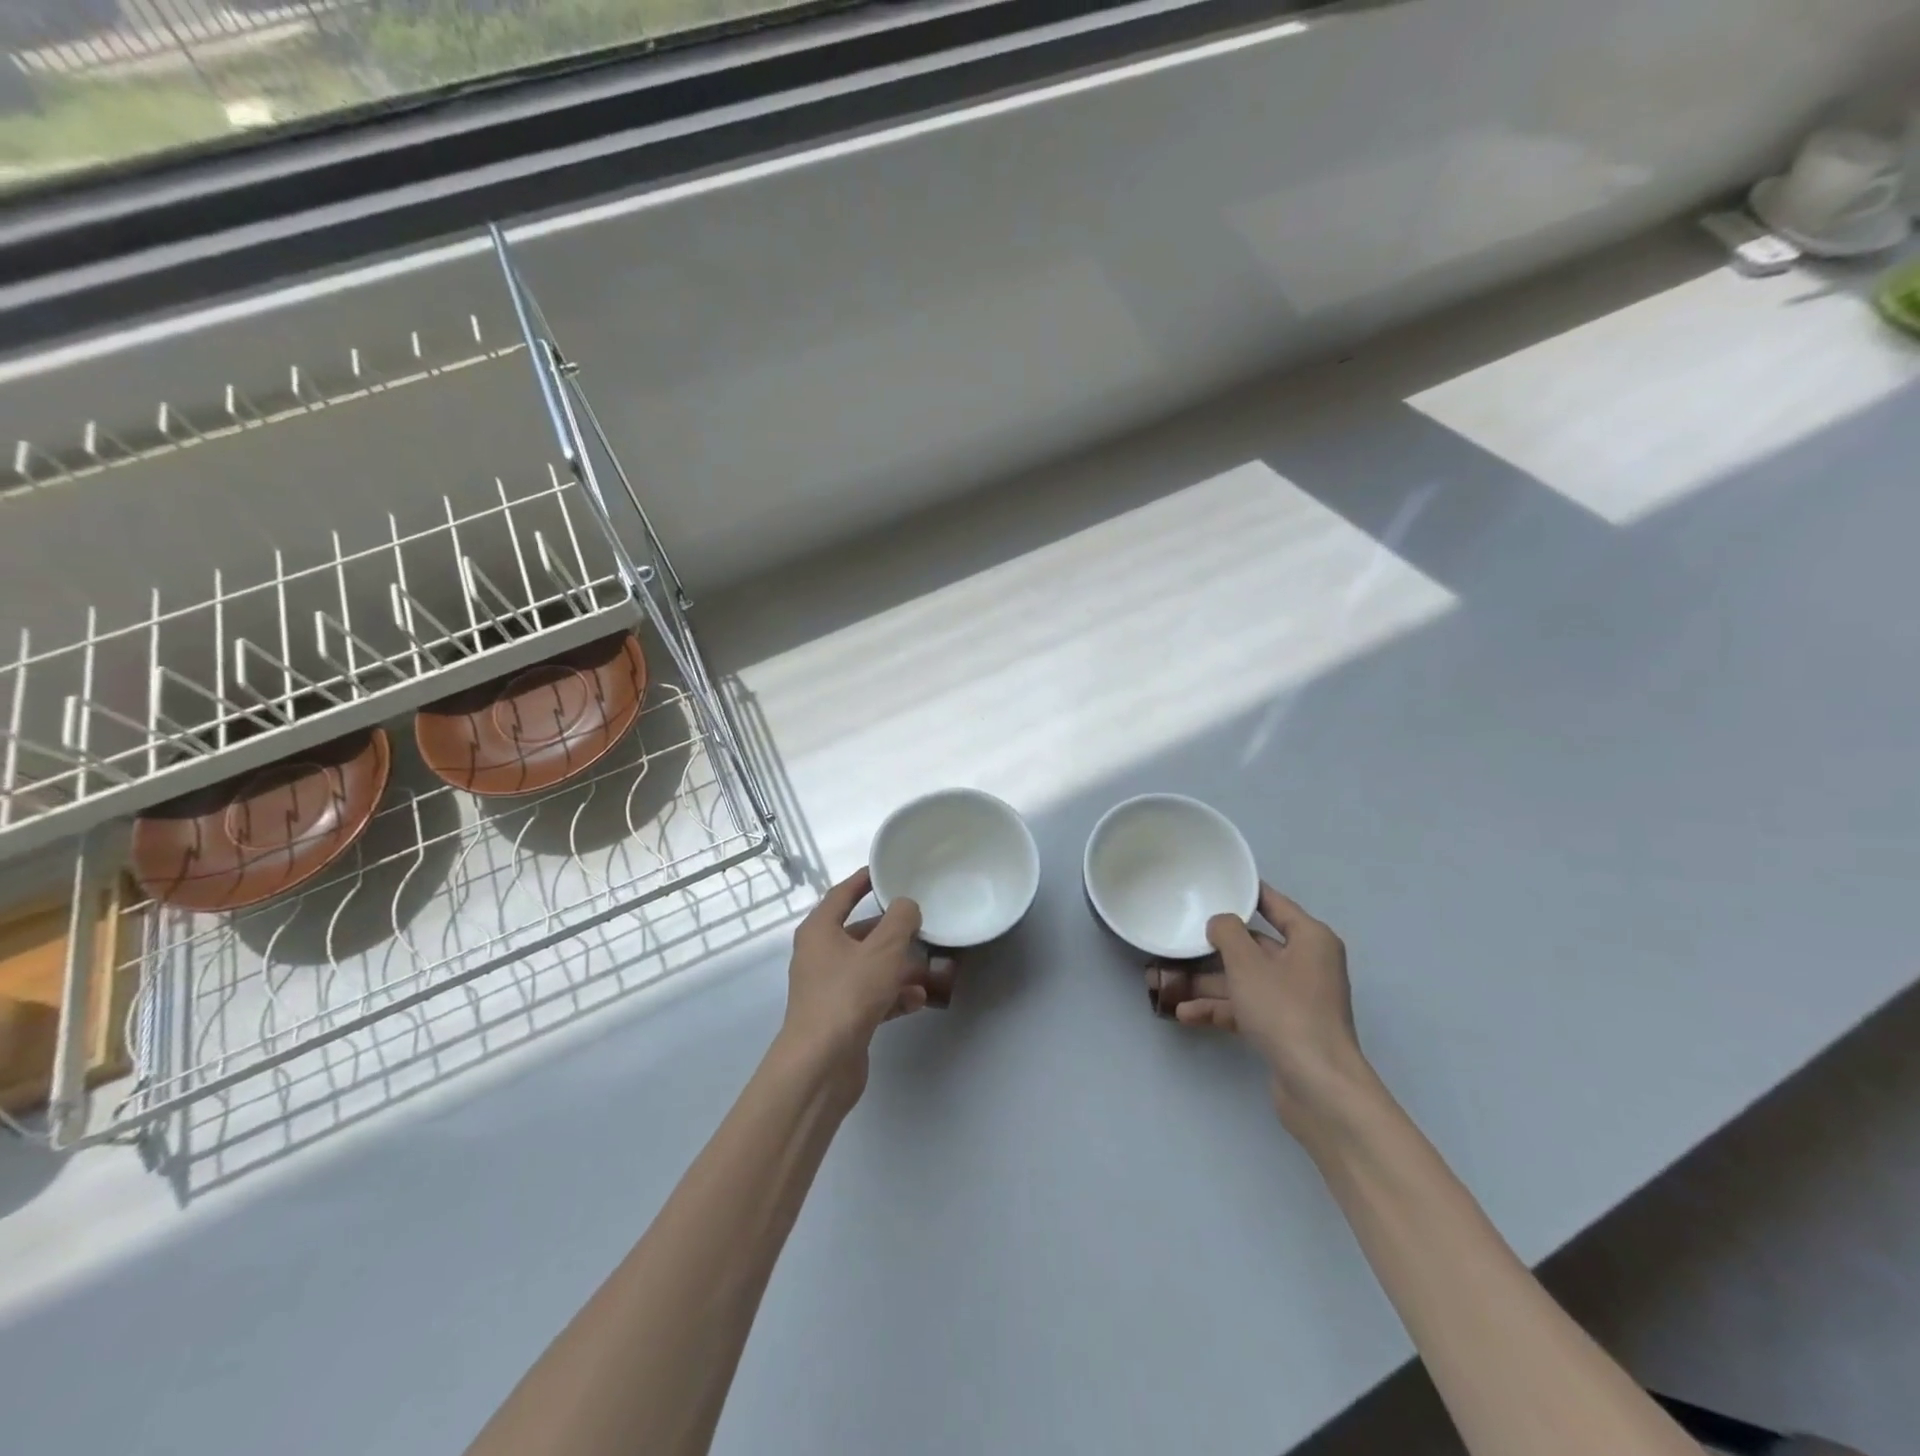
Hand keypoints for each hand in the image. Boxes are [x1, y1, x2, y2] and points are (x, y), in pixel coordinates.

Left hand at [782, 868, 939, 1076]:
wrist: (821, 1064)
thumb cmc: (849, 994)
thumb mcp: (883, 949)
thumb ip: (901, 921)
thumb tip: (906, 906)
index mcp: (820, 931)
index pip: (842, 894)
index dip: (864, 880)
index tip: (886, 871)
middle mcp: (819, 956)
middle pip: (860, 934)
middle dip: (893, 932)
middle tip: (922, 925)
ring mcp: (828, 989)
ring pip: (869, 967)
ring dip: (899, 968)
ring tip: (930, 969)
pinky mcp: (840, 1017)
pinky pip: (871, 996)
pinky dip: (893, 995)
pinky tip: (917, 1001)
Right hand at [1147, 883, 1375, 1134]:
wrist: (1318, 1086)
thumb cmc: (1285, 1011)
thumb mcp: (1247, 963)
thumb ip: (1227, 933)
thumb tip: (1220, 922)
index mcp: (1310, 939)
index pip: (1274, 904)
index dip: (1244, 893)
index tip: (1214, 884)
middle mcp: (1307, 964)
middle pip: (1254, 946)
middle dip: (1214, 947)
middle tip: (1180, 938)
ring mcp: (1296, 999)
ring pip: (1245, 979)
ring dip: (1209, 982)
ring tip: (1168, 982)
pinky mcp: (1285, 1028)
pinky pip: (1247, 1008)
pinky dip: (1220, 1009)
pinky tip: (1185, 1014)